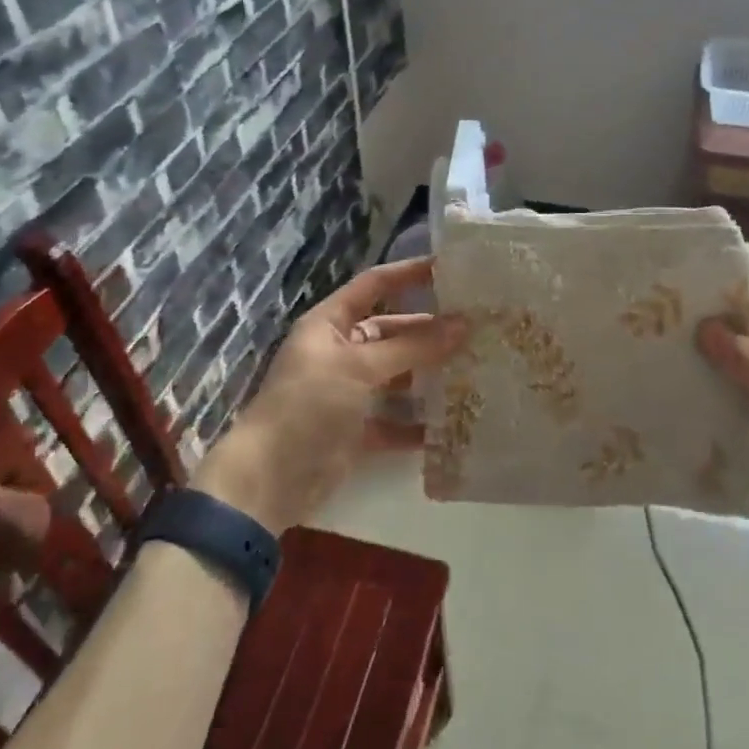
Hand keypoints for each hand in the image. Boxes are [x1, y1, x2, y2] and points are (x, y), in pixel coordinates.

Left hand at [193, 257, 468, 533]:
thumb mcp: (359, 367)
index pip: (374, 285)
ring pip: (400, 375)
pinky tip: (456, 421)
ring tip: (478, 369)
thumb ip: (412, 347)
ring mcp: (350, 392)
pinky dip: (421, 422)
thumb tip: (463, 324)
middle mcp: (342, 352)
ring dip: (431, 375)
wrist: (269, 481)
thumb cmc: (309, 405)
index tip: (451, 268)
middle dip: (432, 331)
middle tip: (479, 329)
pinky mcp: (359, 430)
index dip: (409, 273)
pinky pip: (397, 419)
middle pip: (394, 332)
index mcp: (331, 324)